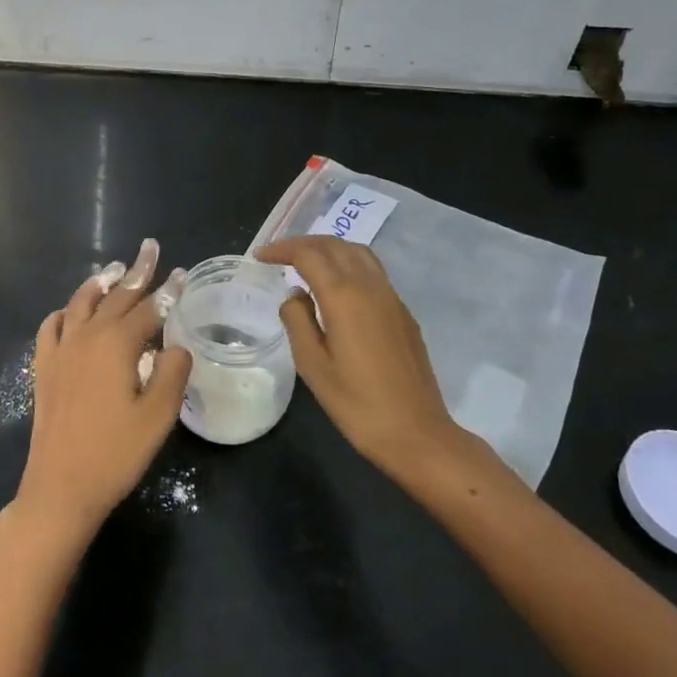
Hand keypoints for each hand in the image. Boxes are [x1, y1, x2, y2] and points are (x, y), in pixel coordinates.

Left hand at [17, 239, 191, 541]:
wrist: (60, 487)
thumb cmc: (115, 454)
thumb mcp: (158, 416)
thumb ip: (172, 373)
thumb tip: (175, 347)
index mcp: (117, 344)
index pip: (149, 308)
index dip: (168, 291)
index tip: (182, 273)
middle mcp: (87, 337)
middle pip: (116, 296)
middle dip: (136, 272)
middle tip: (149, 249)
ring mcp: (61, 350)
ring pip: (82, 303)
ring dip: (101, 283)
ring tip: (115, 269)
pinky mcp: (44, 367)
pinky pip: (52, 326)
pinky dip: (65, 311)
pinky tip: (70, 311)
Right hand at [255, 236, 463, 480]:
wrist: (416, 433)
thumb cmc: (357, 404)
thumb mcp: (313, 366)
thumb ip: (298, 321)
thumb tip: (295, 295)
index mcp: (344, 296)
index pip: (309, 255)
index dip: (282, 250)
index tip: (259, 257)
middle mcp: (370, 286)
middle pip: (335, 245)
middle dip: (304, 243)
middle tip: (278, 255)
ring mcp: (391, 297)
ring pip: (358, 253)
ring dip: (329, 248)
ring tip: (306, 263)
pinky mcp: (403, 312)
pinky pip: (372, 271)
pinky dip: (348, 264)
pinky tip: (336, 287)